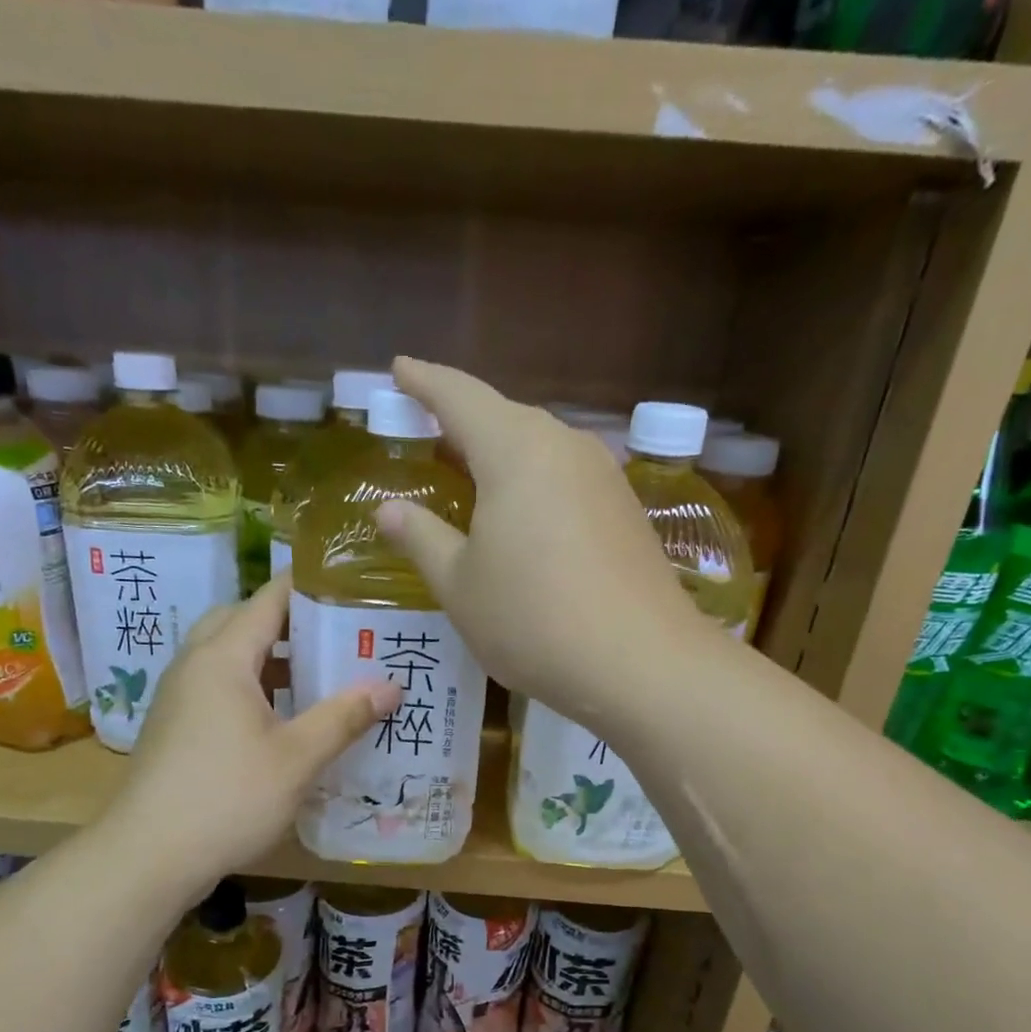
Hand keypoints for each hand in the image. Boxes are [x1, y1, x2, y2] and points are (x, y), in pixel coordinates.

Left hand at [113, 573, 401, 893]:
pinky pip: (216, 686)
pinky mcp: (174, 727)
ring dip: (267, 656)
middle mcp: (194, 665)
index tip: (351, 587)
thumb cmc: (228, 797)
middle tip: (334, 635)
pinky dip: (249, 685)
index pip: (268, 599)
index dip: (309, 587)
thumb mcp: (297, 757)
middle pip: (241, 620)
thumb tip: (391, 686)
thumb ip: (344, 716)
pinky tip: (280, 718)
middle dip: (287, 621)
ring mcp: (178, 697)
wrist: (149, 855)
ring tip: (316, 674)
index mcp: (222, 658)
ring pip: (226, 655)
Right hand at [375, 358, 704, 733]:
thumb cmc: (532, 620)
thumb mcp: (460, 585)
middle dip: (463, 417)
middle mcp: (565, 447)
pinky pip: (566, 478)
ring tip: (472, 467)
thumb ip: (422, 539)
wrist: (640, 663)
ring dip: (502, 451)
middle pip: (505, 416)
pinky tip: (524, 512)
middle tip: (428, 424)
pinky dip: (534, 482)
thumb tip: (390, 510)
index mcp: (515, 450)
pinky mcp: (626, 510)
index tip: (400, 369)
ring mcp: (603, 477)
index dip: (424, 382)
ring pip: (540, 447)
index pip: (459, 396)